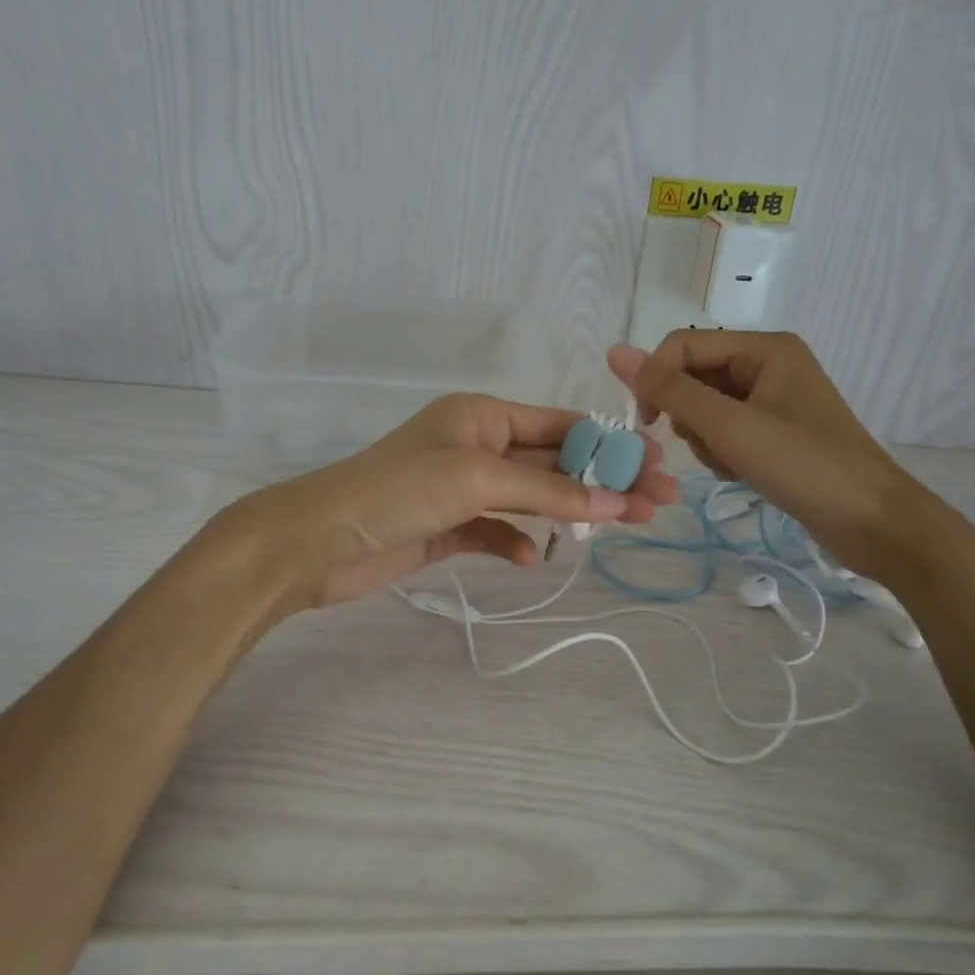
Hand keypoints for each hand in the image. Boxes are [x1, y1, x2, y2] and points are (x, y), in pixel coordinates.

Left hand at [229, 393, 677, 610]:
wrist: (316, 542)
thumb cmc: (396, 492)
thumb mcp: (477, 480)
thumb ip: (547, 492)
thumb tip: (615, 501)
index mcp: (481, 416)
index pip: (559, 425)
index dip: (610, 444)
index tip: (656, 465)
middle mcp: (475, 446)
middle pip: (553, 463)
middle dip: (602, 481)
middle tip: (658, 503)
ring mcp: (460, 489)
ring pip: (530, 498)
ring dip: (568, 512)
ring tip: (617, 530)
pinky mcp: (446, 527)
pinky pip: (495, 530)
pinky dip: (516, 541)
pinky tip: (531, 558)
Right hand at [608, 331, 954, 584]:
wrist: (873, 522)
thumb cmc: (803, 466)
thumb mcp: (730, 426)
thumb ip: (670, 390)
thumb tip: (615, 352)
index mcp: (764, 348)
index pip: (682, 345)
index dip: (656, 379)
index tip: (649, 424)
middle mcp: (768, 364)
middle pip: (694, 377)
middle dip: (689, 416)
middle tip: (712, 447)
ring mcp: (773, 399)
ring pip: (706, 408)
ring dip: (705, 439)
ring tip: (731, 465)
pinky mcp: (775, 431)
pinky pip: (726, 430)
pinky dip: (722, 451)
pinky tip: (740, 473)